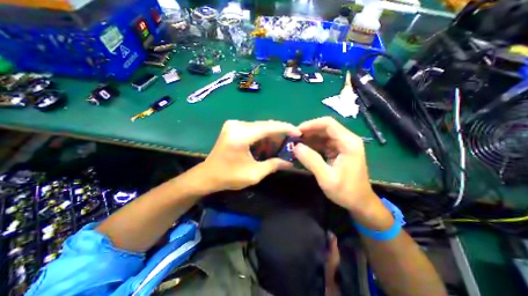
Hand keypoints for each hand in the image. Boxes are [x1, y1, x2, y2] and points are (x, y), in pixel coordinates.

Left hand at [193, 119, 300, 192]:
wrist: (207, 175)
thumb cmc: (229, 177)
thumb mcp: (254, 174)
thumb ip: (273, 165)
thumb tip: (290, 163)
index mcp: (241, 135)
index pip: (269, 127)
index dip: (286, 128)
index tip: (298, 132)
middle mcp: (237, 125)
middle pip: (265, 124)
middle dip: (280, 132)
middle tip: (292, 140)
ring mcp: (233, 124)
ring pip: (260, 126)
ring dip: (271, 134)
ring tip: (282, 143)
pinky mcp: (233, 127)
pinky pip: (253, 128)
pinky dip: (262, 135)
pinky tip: (268, 143)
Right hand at [292, 116, 379, 214]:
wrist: (360, 203)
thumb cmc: (346, 191)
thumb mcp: (326, 178)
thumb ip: (311, 160)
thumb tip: (296, 146)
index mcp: (348, 143)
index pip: (328, 124)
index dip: (311, 124)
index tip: (297, 131)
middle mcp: (347, 140)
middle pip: (325, 128)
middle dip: (308, 132)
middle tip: (294, 139)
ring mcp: (343, 145)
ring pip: (323, 135)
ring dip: (310, 139)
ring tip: (296, 145)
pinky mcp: (339, 151)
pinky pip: (324, 143)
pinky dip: (313, 145)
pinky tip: (304, 151)